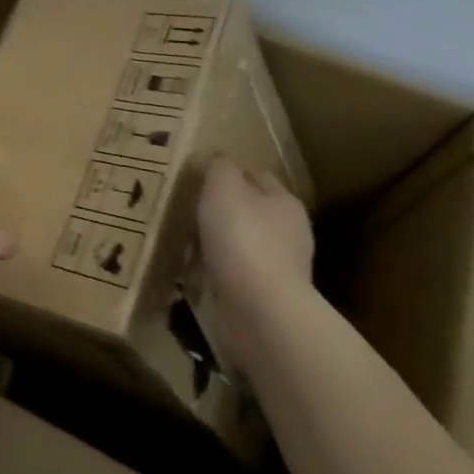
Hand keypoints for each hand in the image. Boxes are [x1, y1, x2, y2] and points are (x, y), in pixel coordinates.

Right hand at [197, 160, 313, 342]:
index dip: (230, 172)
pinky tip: (193, 272)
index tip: (199, 176)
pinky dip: (215, 272)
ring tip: (184, 241)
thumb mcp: (223, 188)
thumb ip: (219, 168)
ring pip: (240, 244)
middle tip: (187, 208)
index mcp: (285, 203)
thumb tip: (217, 161)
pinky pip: (233, 275)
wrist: (261, 312)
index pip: (257, 175)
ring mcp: (279, 269)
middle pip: (250, 211)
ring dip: (217, 243)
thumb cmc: (243, 239)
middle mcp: (289, 233)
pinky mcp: (264, 298)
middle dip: (222, 209)